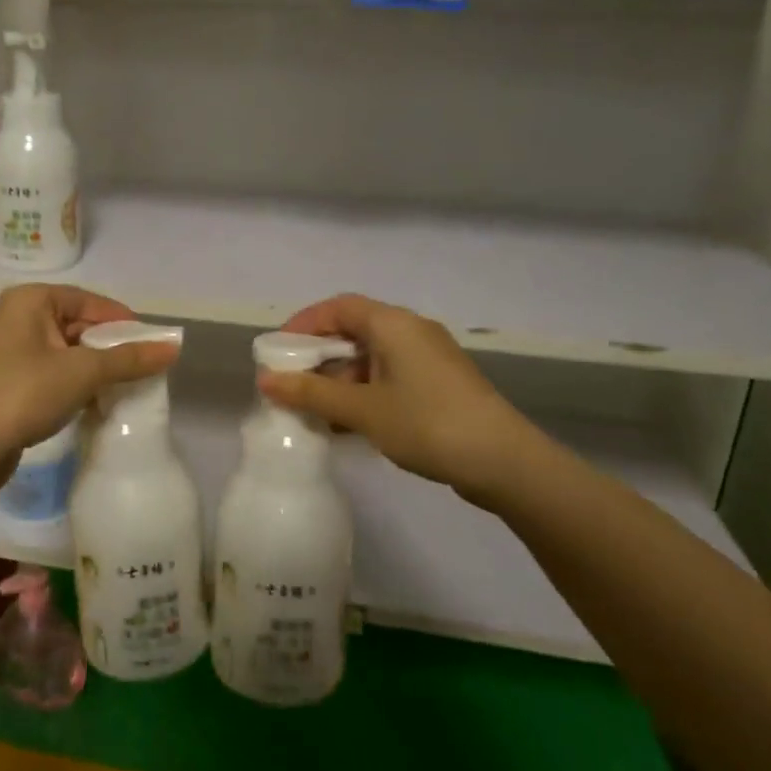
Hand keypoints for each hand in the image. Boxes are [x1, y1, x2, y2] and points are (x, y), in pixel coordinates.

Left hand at [0, 285, 179, 477]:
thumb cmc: (24, 393)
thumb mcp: (83, 372)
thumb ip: (128, 359)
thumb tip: (174, 347)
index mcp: (30, 300)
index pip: (88, 300)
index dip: (123, 320)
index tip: (152, 343)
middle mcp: (15, 316)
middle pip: (76, 324)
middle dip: (109, 346)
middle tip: (142, 367)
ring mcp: (6, 350)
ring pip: (62, 350)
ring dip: (92, 367)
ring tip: (123, 386)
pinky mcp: (3, 381)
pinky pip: (48, 372)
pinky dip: (71, 382)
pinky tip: (92, 402)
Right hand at [258, 294, 556, 509]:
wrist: (504, 462)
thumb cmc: (427, 424)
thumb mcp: (362, 410)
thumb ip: (312, 393)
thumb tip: (266, 380)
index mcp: (393, 324)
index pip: (337, 307)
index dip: (303, 325)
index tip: (277, 352)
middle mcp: (411, 331)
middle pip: (353, 331)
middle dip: (318, 357)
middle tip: (291, 385)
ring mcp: (428, 359)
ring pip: (371, 358)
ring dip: (340, 380)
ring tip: (314, 412)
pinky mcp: (439, 385)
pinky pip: (389, 377)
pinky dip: (364, 393)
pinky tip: (348, 425)